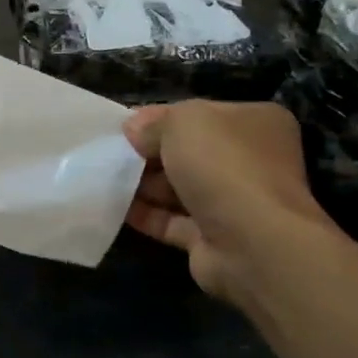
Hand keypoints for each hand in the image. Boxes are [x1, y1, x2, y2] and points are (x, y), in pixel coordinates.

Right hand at [122, 101, 337, 306]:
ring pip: (178, 187)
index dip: (159, 118)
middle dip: (148, 153)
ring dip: (143, 184)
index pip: (200, 114)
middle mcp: (250, 161)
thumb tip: (133, 128)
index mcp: (255, 123)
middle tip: (110, 154)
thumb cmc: (222, 165)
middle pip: (188, 152)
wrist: (251, 242)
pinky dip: (145, 214)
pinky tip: (113, 207)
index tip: (124, 127)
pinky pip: (171, 220)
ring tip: (103, 179)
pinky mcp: (214, 237)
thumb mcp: (183, 122)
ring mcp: (234, 202)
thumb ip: (154, 123)